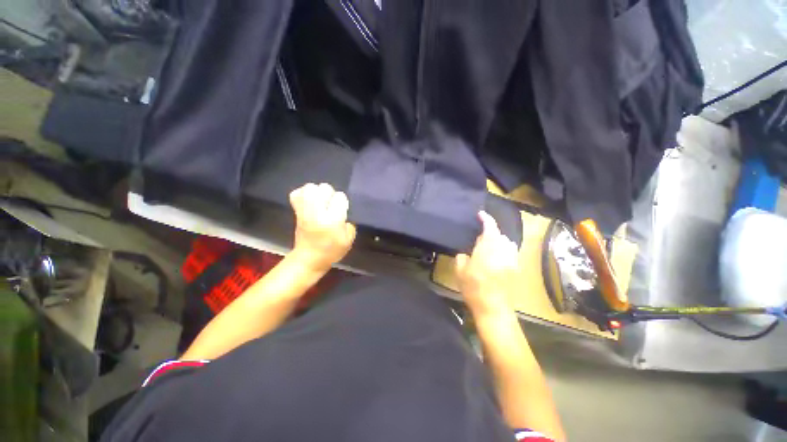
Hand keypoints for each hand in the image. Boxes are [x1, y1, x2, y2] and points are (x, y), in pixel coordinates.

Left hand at [289, 183, 356, 271]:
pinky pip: (296, 194)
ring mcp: (305, 211)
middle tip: (331, 204)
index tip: (342, 210)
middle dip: (330, 194)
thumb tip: (344, 213)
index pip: (339, 198)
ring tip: (320, 201)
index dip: (342, 202)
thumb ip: (349, 223)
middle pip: (324, 188)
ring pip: (310, 187)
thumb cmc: (331, 251)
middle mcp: (317, 212)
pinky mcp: (297, 212)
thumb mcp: (348, 240)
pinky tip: (310, 200)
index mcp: (332, 220)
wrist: (309, 259)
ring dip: (317, 191)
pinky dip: (303, 193)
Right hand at [455, 211, 519, 317]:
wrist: (493, 308)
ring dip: (497, 240)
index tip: (480, 214)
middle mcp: (502, 251)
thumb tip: (467, 253)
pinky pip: (510, 252)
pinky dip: (503, 249)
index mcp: (487, 250)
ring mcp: (511, 259)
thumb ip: (462, 257)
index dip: (486, 219)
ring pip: (506, 242)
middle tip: (478, 238)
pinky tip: (496, 257)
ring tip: (488, 247)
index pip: (490, 228)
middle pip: (499, 234)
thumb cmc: (473, 288)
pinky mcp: (515, 268)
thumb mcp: (460, 271)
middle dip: (490, 232)